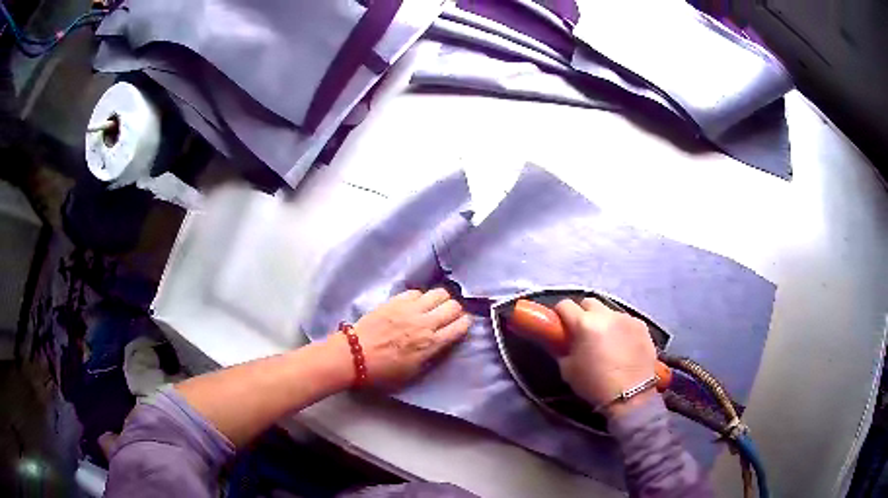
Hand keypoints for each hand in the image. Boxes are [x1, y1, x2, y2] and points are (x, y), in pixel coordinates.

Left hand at [351, 288, 471, 388]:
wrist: (354, 355)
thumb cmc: (383, 371)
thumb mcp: (413, 372)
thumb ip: (431, 356)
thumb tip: (441, 343)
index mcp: (431, 343)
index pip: (460, 326)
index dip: (465, 324)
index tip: (463, 324)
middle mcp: (425, 323)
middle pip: (453, 306)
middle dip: (456, 310)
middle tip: (450, 315)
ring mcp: (410, 309)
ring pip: (438, 293)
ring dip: (441, 300)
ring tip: (434, 306)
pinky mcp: (395, 300)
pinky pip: (417, 292)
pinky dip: (421, 297)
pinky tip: (415, 304)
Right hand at [555, 298, 656, 416]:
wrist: (630, 395)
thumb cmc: (594, 384)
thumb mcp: (568, 369)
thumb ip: (562, 349)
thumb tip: (560, 339)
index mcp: (584, 323)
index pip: (565, 305)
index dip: (560, 314)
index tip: (561, 327)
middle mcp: (606, 314)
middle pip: (589, 302)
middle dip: (582, 313)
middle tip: (582, 332)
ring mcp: (626, 318)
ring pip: (609, 311)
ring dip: (603, 320)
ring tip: (605, 340)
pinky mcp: (641, 325)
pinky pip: (626, 320)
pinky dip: (620, 328)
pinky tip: (622, 344)